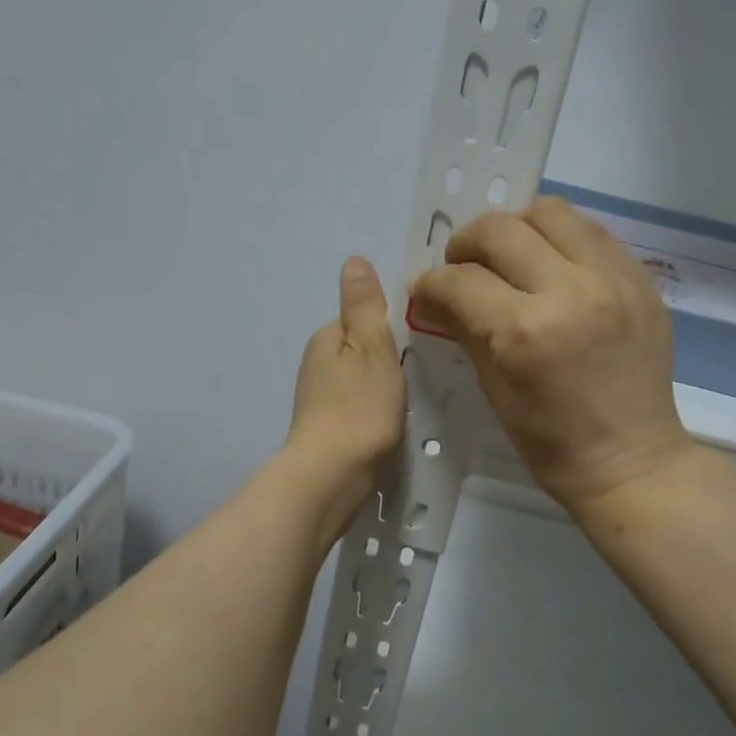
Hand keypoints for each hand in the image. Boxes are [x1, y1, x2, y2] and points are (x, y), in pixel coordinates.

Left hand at [284, 257, 406, 541]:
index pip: (363, 318)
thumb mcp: (371, 346)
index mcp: (326, 337)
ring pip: (360, 380)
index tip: (419, 344)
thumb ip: (364, 305)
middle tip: (419, 375)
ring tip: (409, 402)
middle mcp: (316, 363)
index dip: (392, 328)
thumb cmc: (359, 407)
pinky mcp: (326, 430)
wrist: (331, 476)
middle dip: (388, 359)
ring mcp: (318, 399)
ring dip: (382, 387)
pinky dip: (373, 411)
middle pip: (361, 350)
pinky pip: (357, 407)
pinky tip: (390, 426)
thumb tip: (353, 260)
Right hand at [411, 196, 695, 511]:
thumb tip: (434, 297)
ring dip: (517, 228)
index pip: (460, 280)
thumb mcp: (495, 391)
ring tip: (511, 257)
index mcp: (525, 332)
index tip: (427, 292)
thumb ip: (464, 331)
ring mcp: (613, 279)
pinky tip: (552, 267)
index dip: (432, 283)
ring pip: (550, 212)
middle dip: (466, 244)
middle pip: (500, 230)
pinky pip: (591, 232)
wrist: (631, 461)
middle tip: (463, 268)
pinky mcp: (641, 278)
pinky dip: (560, 240)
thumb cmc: (553, 443)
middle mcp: (570, 291)